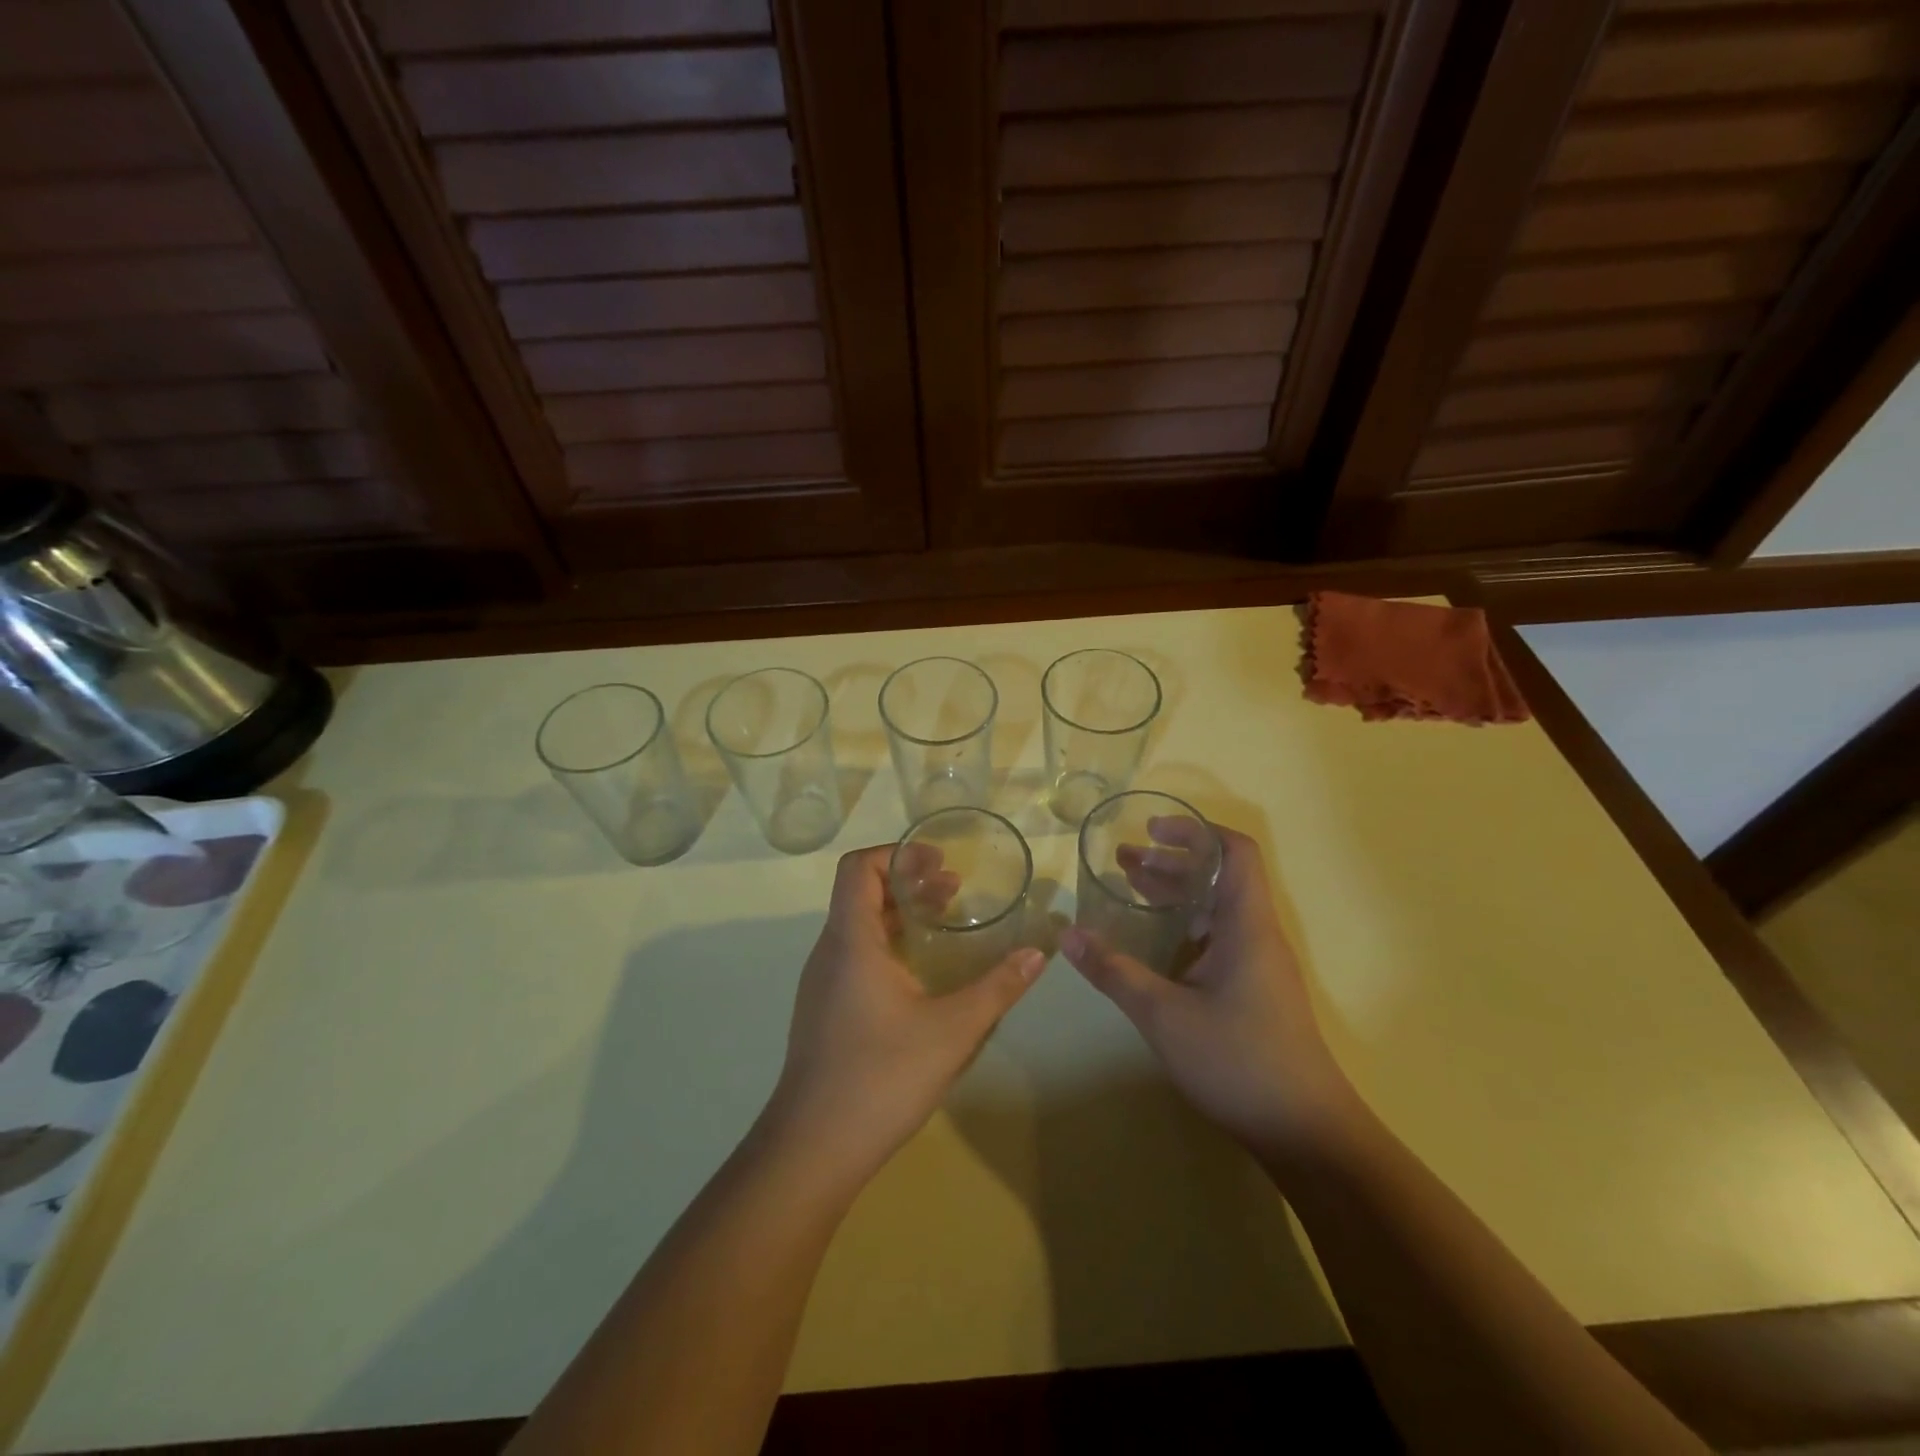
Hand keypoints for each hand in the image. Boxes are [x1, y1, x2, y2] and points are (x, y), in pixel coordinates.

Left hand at [765, 845, 1044, 1186]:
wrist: (812, 1148)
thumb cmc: (880, 1077)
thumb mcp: (952, 1030)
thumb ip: (998, 988)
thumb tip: (1038, 953)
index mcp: (850, 940)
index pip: (858, 867)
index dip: (897, 852)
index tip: (939, 860)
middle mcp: (830, 951)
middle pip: (861, 892)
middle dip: (909, 880)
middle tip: (955, 888)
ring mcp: (822, 983)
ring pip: (859, 926)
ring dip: (901, 913)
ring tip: (945, 920)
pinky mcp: (824, 1009)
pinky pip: (856, 955)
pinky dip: (889, 943)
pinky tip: (922, 973)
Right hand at [1060, 825, 1356, 1168]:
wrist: (1305, 1131)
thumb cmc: (1238, 1060)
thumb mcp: (1163, 1014)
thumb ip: (1113, 971)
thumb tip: (1066, 935)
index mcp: (1246, 924)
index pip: (1234, 851)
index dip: (1195, 831)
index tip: (1151, 830)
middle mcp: (1256, 935)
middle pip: (1219, 877)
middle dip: (1171, 862)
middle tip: (1122, 861)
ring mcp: (1258, 964)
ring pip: (1216, 909)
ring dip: (1176, 894)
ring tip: (1129, 889)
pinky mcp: (1254, 990)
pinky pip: (1217, 938)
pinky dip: (1183, 926)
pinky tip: (1152, 943)